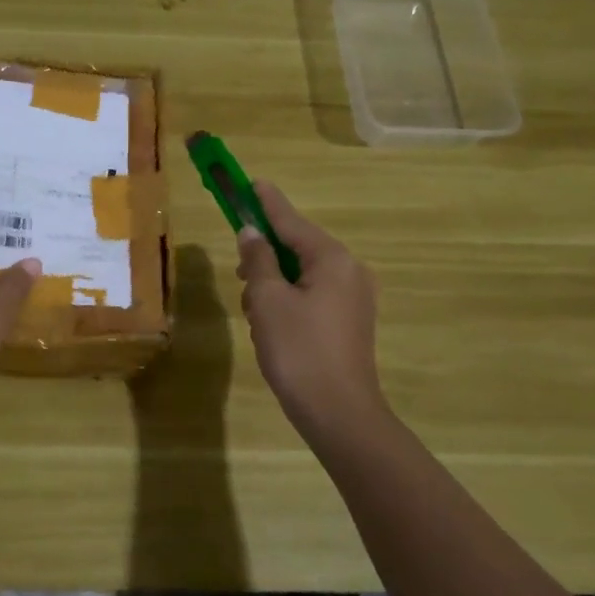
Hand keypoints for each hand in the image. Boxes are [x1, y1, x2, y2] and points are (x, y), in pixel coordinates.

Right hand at [236, 183, 390, 446]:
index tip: (250, 181)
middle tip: (240, 274)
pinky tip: (272, 328)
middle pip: (297, 247)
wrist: (339, 414)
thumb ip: (258, 260)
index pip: (291, 221)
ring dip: (273, 283)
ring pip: (302, 274)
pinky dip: (288, 300)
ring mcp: (354, 299)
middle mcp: (349, 271)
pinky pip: (312, 295)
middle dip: (265, 256)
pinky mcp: (350, 322)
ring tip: (253, 312)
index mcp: (331, 259)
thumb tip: (252, 233)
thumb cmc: (299, 350)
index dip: (266, 202)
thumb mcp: (268, 301)